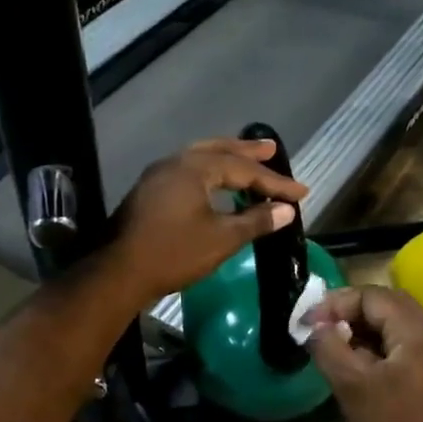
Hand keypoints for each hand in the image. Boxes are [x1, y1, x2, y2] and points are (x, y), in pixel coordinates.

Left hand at [101, 138, 307, 306]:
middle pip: (219, 151)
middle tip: (271, 149)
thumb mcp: (222, 239)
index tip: (301, 193)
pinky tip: (216, 183)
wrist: (121, 272)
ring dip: (226, 158)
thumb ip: (256, 221)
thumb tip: (286, 210)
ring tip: (247, 159)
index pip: (244, 169)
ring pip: (200, 158)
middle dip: (247, 152)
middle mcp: (176, 162)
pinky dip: (209, 171)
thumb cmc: (175, 253)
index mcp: (195, 169)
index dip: (275, 182)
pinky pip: (188, 170)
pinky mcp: (150, 191)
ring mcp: (159, 175)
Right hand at [306, 286, 422, 421]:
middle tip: (321, 326)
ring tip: (333, 344)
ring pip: (394, 327)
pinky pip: (400, 347)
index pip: (374, 296)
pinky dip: (375, 347)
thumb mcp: (352, 386)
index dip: (338, 302)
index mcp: (416, 333)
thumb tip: (315, 326)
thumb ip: (330, 348)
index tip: (310, 321)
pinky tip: (354, 365)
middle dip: (351, 310)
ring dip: (362, 328)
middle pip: (387, 305)